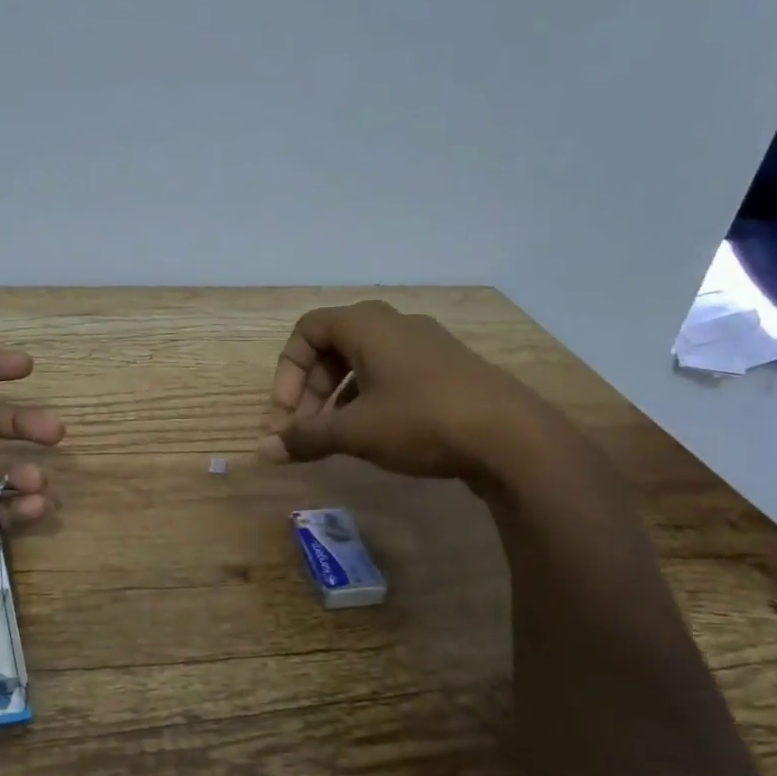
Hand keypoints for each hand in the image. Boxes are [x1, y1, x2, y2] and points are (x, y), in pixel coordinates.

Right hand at [256, 300, 562, 485]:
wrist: (513, 438)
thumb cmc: (421, 421)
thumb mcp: (355, 432)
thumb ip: (306, 438)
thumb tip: (263, 450)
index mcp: (367, 325)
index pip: (308, 329)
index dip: (288, 370)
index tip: (288, 413)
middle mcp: (395, 324)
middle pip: (334, 345)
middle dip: (311, 388)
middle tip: (306, 428)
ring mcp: (426, 344)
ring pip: (364, 361)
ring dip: (339, 396)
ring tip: (336, 436)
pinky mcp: (448, 368)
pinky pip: (393, 373)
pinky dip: (370, 397)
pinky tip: (376, 434)